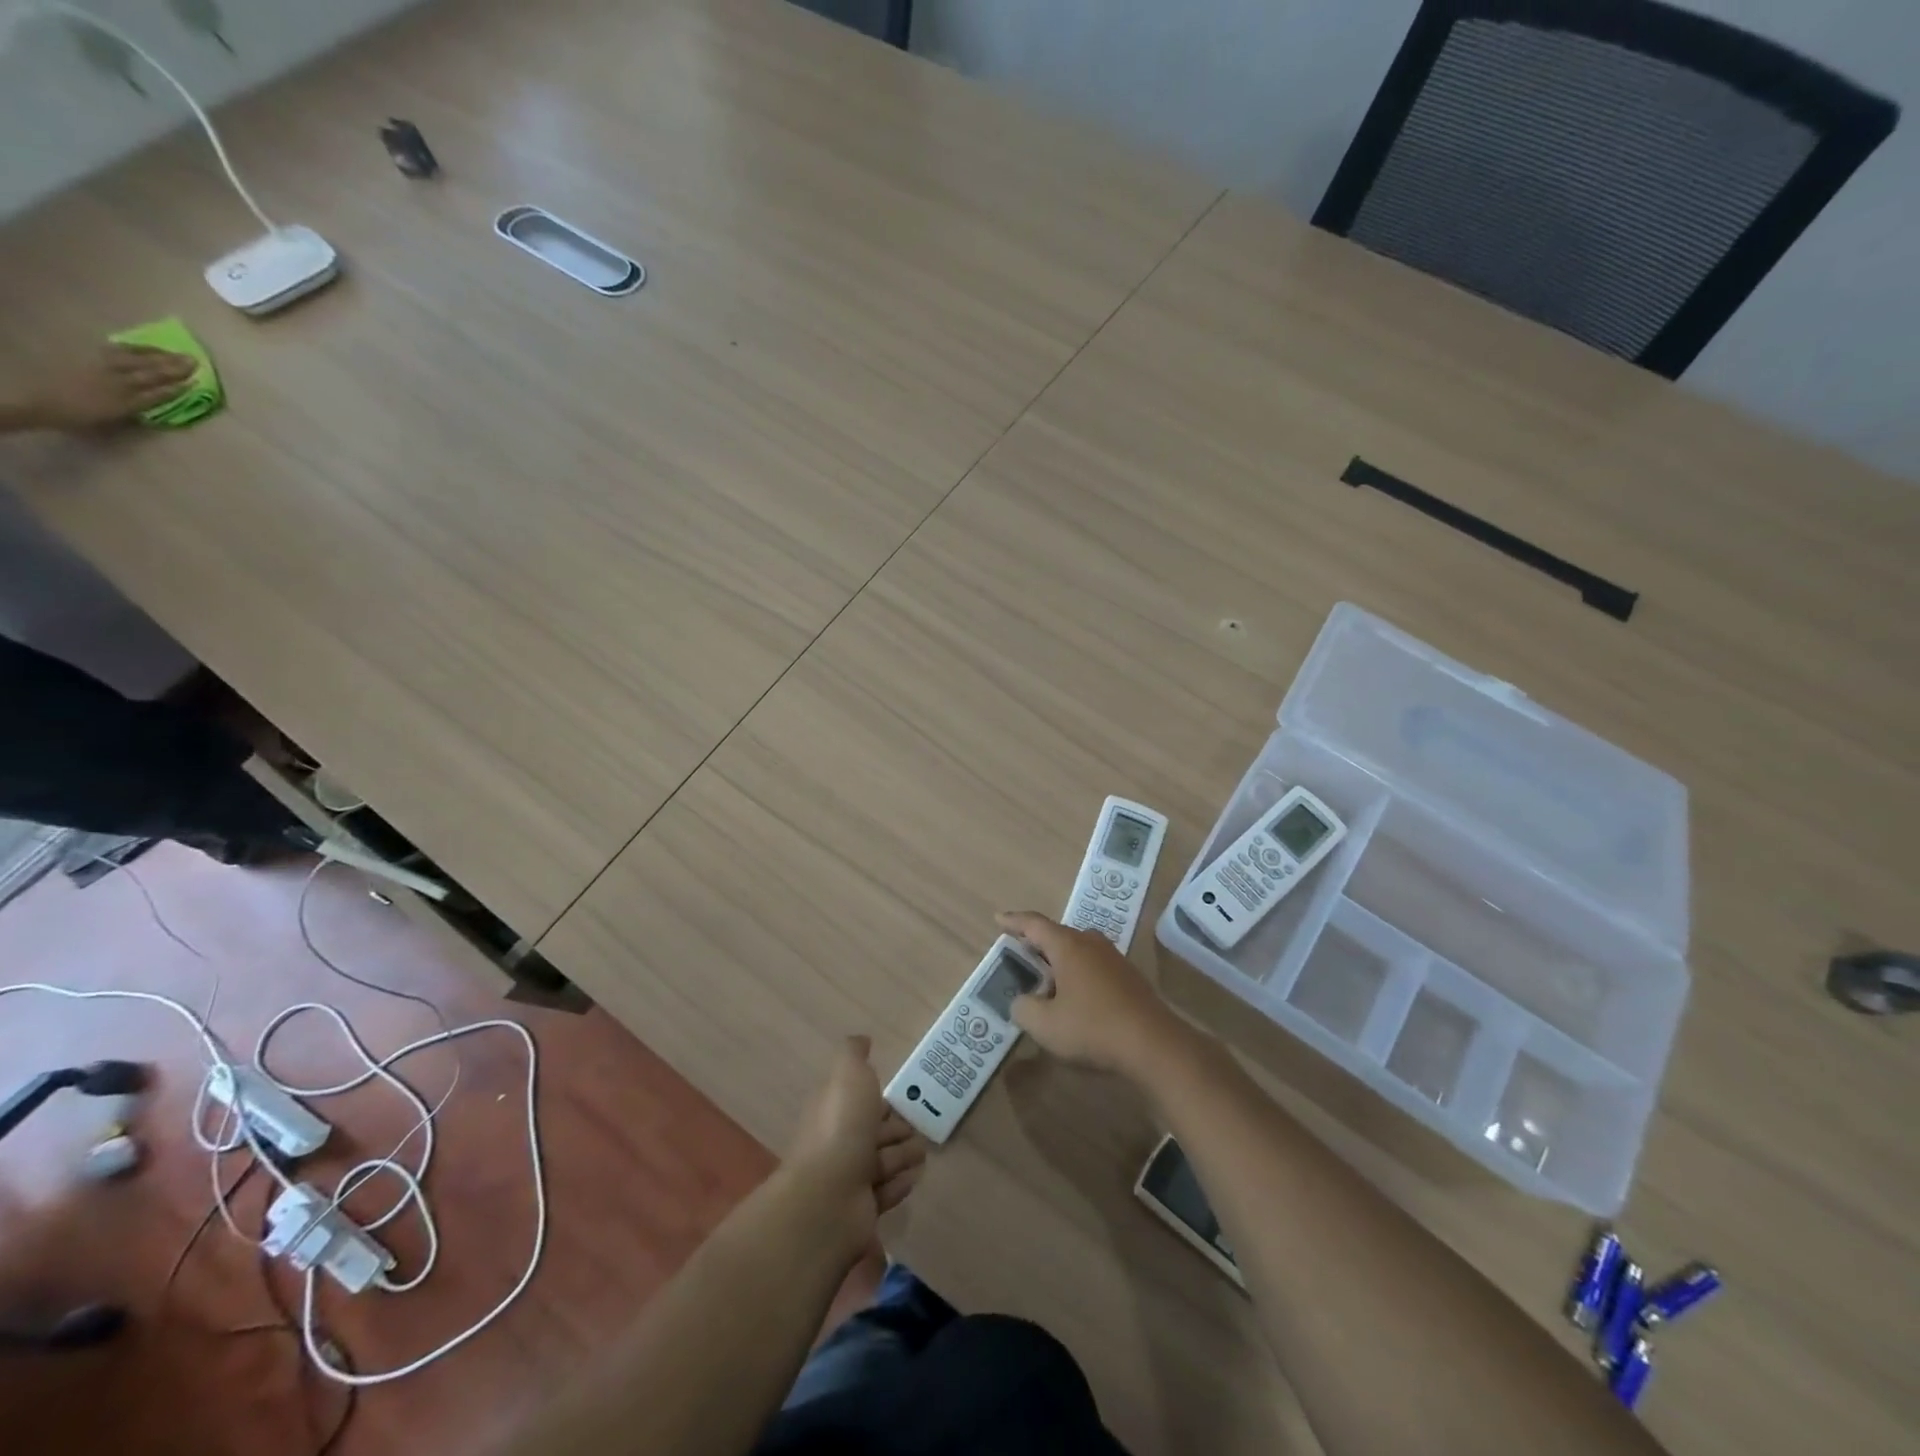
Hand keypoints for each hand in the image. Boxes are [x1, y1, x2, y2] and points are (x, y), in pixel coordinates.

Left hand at [22, 344, 196, 430]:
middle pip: (151, 373)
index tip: (197, 382)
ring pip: (136, 360)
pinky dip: (134, 348)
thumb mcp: (113, 420)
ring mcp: (104, 367)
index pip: (160, 393)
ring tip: (175, 353)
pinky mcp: (90, 358)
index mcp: (127, 401)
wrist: (41, 401)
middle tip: (194, 361)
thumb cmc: (79, 416)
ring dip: (158, 356)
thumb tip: (158, 399)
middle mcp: (119, 382)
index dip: (179, 387)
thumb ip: (136, 409)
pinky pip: (116, 350)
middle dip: (173, 367)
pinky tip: (144, 348)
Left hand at [784, 1036, 927, 1251]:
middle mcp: (838, 1142)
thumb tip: (863, 1041)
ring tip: (923, 1153)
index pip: (859, 1101)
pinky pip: (886, 1192)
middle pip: (872, 1132)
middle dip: (896, 1128)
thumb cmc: (841, 1128)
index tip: (903, 1098)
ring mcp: (848, 1179)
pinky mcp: (862, 1210)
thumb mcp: (849, 1074)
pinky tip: (914, 1178)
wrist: (828, 1198)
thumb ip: (854, 1053)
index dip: (880, 1099)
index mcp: (833, 1108)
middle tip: (921, 1128)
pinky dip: (900, 1184)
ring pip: (882, 1161)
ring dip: (903, 1155)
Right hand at [997, 910, 1185, 1080]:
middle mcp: (1091, 943)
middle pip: (1058, 935)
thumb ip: (1024, 1009)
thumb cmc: (1093, 1028)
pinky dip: (1078, 974)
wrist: (1155, 1045)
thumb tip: (1022, 1001)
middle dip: (1037, 943)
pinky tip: (1076, 997)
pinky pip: (1094, 966)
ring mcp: (1114, 958)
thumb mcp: (1046, 1025)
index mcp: (1068, 946)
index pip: (1034, 924)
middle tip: (1020, 953)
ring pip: (1078, 950)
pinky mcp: (1129, 977)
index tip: (998, 918)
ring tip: (1046, 978)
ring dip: (1060, 960)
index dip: (1014, 921)